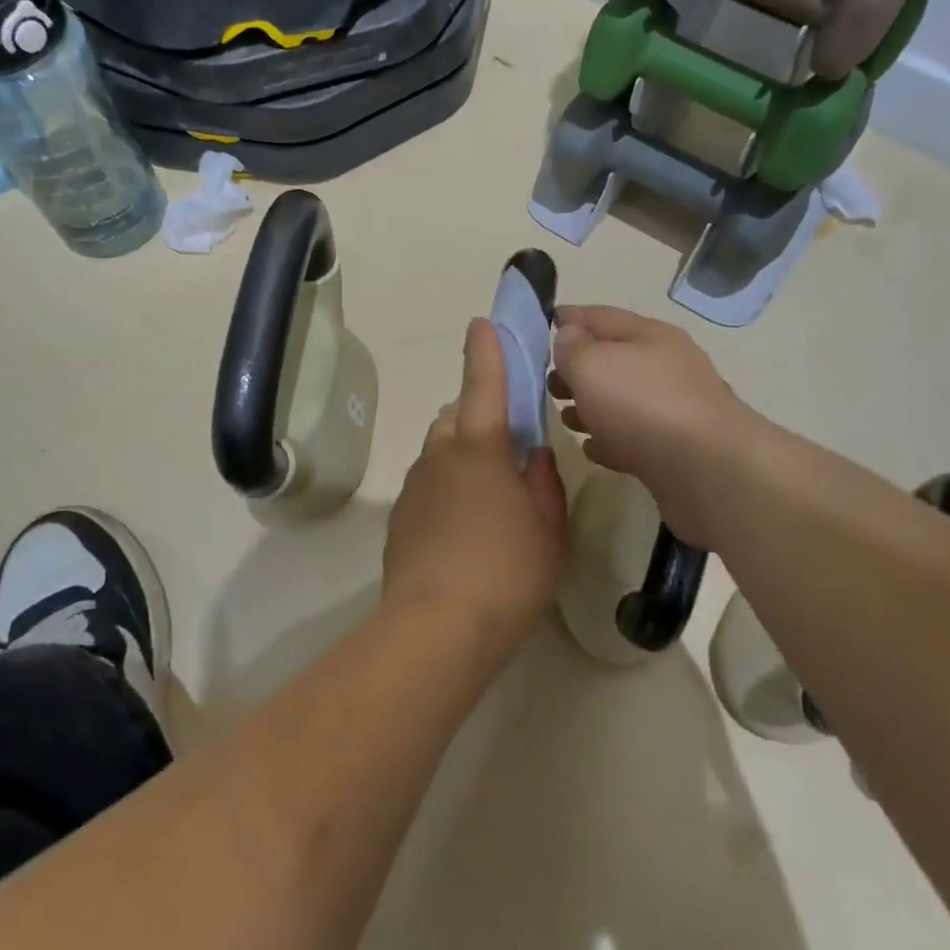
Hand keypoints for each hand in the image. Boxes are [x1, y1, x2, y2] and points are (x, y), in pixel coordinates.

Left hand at [383, 319, 567, 644]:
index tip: (482, 323)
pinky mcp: (400, 514)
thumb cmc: (507, 572)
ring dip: (463, 453)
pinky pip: (428, 482)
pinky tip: (463, 527)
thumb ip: (544, 482)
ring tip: (489, 494)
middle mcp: (441, 452)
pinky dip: (447, 486)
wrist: (436, 626)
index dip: (486, 350)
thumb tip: (535, 455)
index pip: (484, 382)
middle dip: (480, 416)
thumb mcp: (549, 528)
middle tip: (509, 446)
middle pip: (458, 416)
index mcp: (481, 446)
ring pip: (441, 449)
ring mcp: (415, 483)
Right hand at [551, 306, 760, 547]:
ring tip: (564, 419)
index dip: (570, 318)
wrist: (707, 471)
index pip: (601, 316)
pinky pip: (633, 438)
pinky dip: (610, 440)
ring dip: (591, 407)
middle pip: (613, 360)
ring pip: (621, 401)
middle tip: (547, 384)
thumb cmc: (642, 405)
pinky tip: (593, 449)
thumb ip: (573, 348)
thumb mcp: (592, 365)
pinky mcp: (674, 451)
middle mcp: (666, 367)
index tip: (542, 325)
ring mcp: (673, 411)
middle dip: (578, 369)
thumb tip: (569, 336)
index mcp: (650, 336)